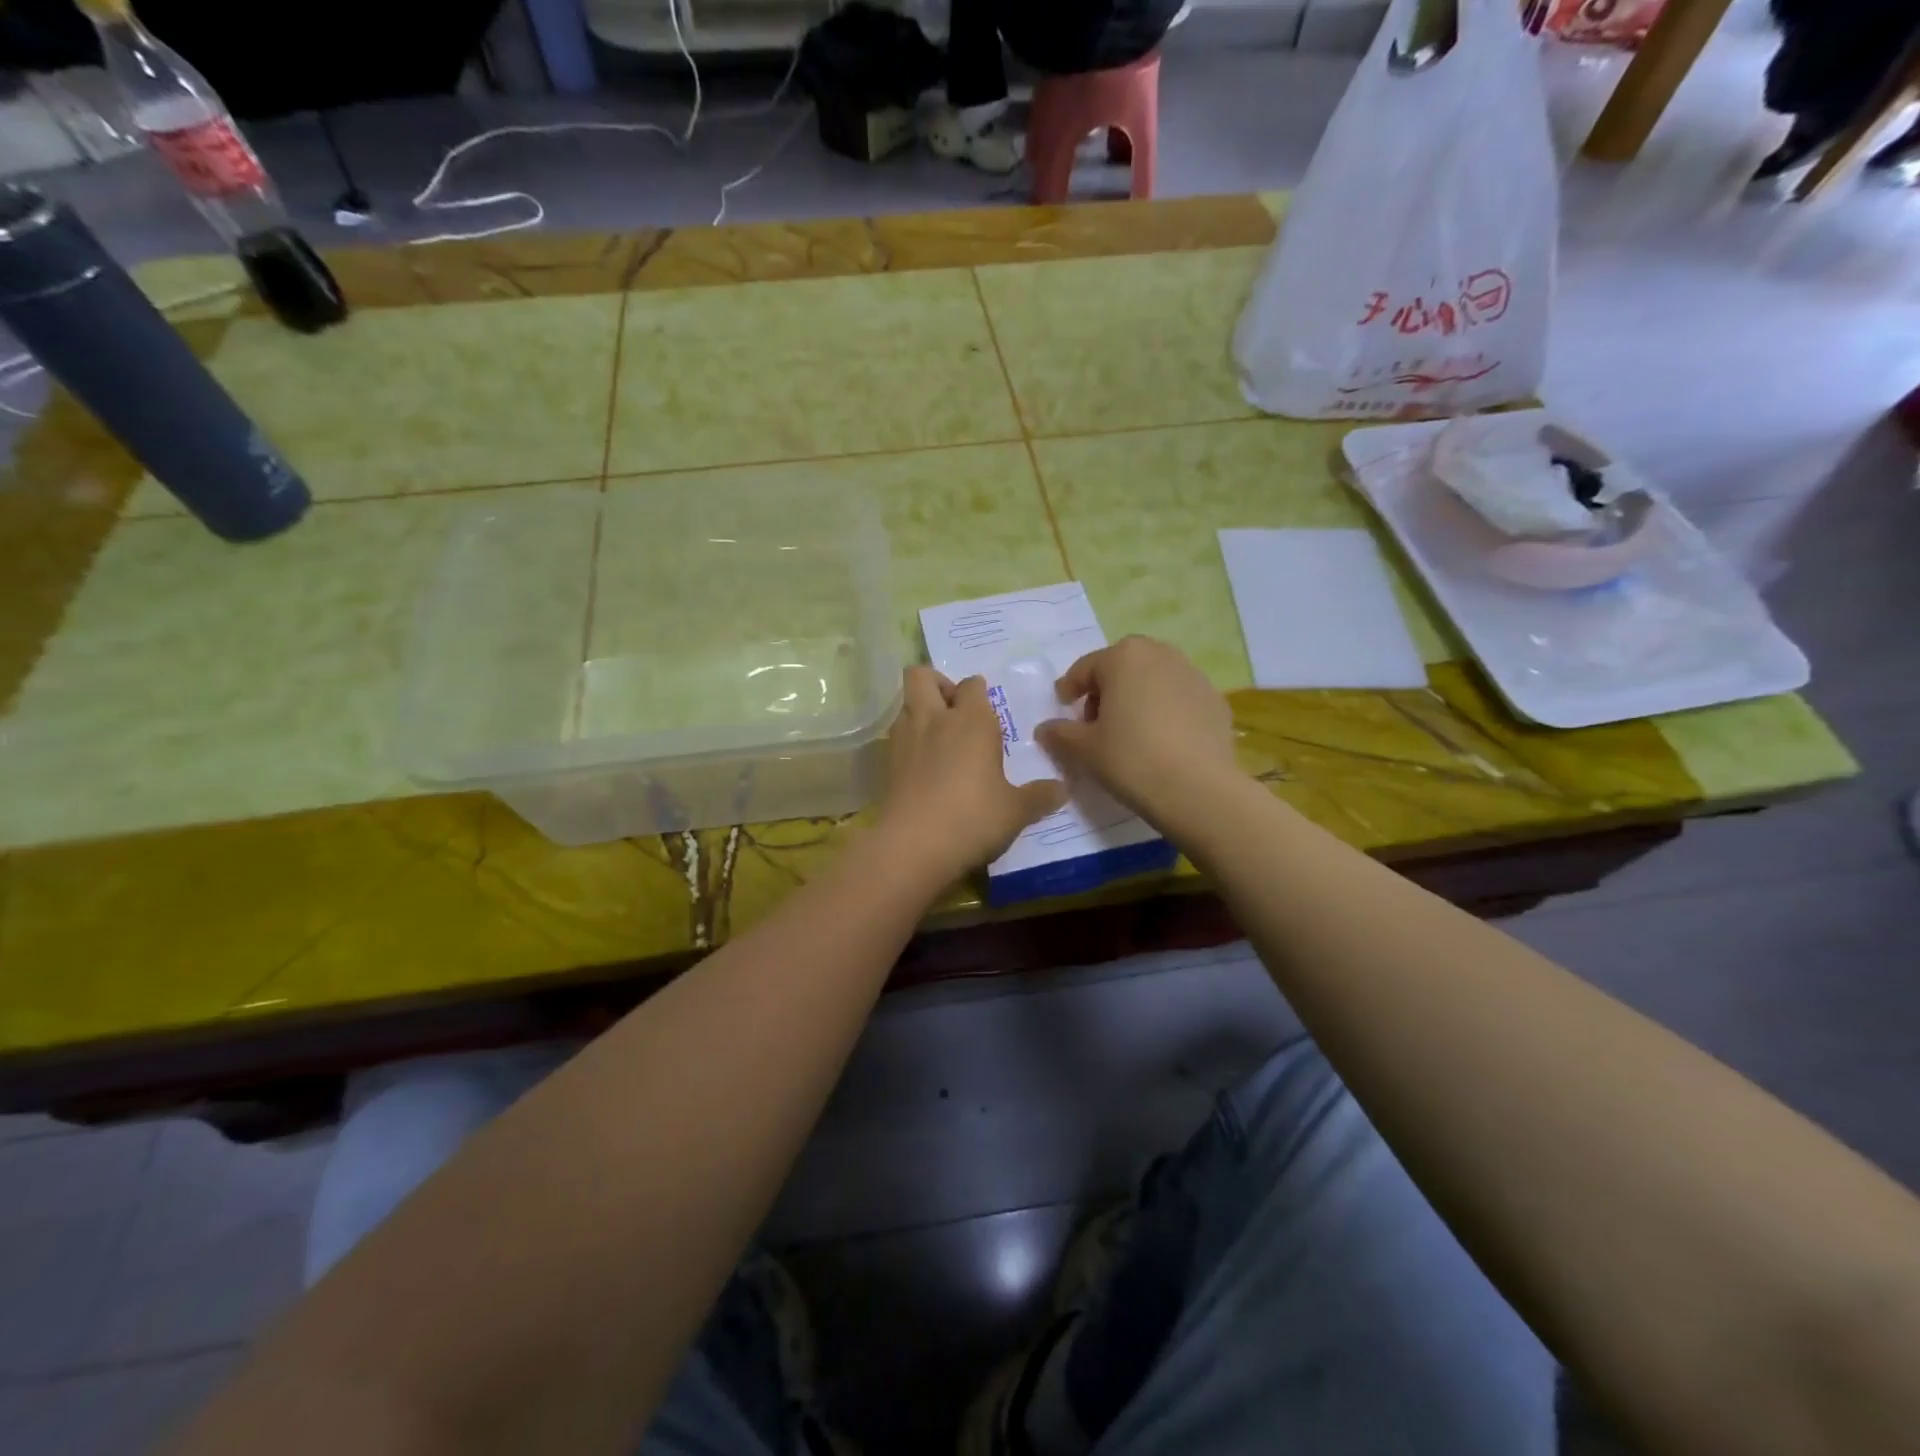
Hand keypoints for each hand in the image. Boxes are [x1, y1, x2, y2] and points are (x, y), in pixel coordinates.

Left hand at [875, 667, 1067, 883]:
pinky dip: (909, 742)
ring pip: (906, 704)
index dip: (979, 692)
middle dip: (938, 685)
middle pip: (922, 676)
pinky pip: (898, 737)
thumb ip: (1039, 796)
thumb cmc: (973, 818)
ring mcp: (905, 739)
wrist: (913, 846)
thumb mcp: (1015, 812)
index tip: (988, 712)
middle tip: (955, 711)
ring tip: (940, 739)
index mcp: (972, 721)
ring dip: (921, 712)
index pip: (973, 685)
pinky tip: (924, 767)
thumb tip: (1062, 789)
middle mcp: (935, 719)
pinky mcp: (887, 764)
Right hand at [1034, 636, 1239, 824]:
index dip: (1069, 690)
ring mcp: (1193, 675)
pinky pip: (1178, 700)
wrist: (1199, 789)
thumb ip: (1059, 733)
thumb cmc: (1131, 759)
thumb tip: (1045, 729)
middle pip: (1121, 669)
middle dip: (1105, 692)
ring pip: (1152, 682)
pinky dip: (1165, 713)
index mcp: (1123, 656)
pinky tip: (1161, 744)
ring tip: (1129, 735)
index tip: (1063, 710)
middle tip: (1095, 725)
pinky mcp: (1216, 700)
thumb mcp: (1083, 749)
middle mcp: (1160, 654)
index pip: (1085, 669)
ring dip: (1136, 700)